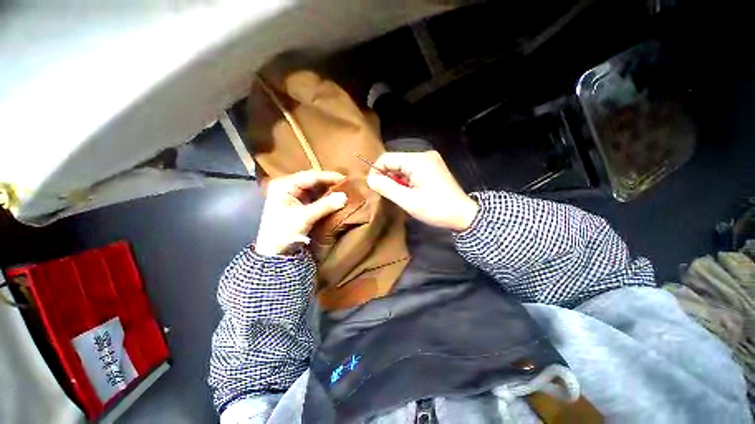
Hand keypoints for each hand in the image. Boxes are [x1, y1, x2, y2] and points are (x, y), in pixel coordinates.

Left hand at [255, 170, 346, 255]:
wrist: (274, 251)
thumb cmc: (284, 231)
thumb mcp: (305, 217)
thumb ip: (325, 205)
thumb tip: (345, 196)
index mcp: (284, 185)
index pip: (311, 176)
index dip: (329, 177)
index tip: (345, 178)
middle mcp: (288, 186)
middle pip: (313, 180)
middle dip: (329, 183)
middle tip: (347, 184)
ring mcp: (294, 194)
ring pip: (315, 188)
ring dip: (329, 190)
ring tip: (344, 190)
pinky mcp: (299, 203)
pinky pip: (315, 196)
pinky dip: (325, 197)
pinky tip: (335, 197)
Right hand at [366, 151, 478, 231]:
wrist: (463, 214)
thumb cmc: (435, 208)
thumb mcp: (408, 201)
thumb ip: (387, 188)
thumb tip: (370, 179)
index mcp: (418, 160)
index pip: (387, 158)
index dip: (376, 170)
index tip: (372, 186)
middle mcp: (424, 155)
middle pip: (395, 160)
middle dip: (387, 175)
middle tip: (385, 193)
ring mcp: (430, 160)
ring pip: (403, 165)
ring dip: (396, 178)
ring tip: (397, 194)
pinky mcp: (433, 166)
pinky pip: (412, 169)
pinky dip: (405, 179)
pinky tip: (407, 190)